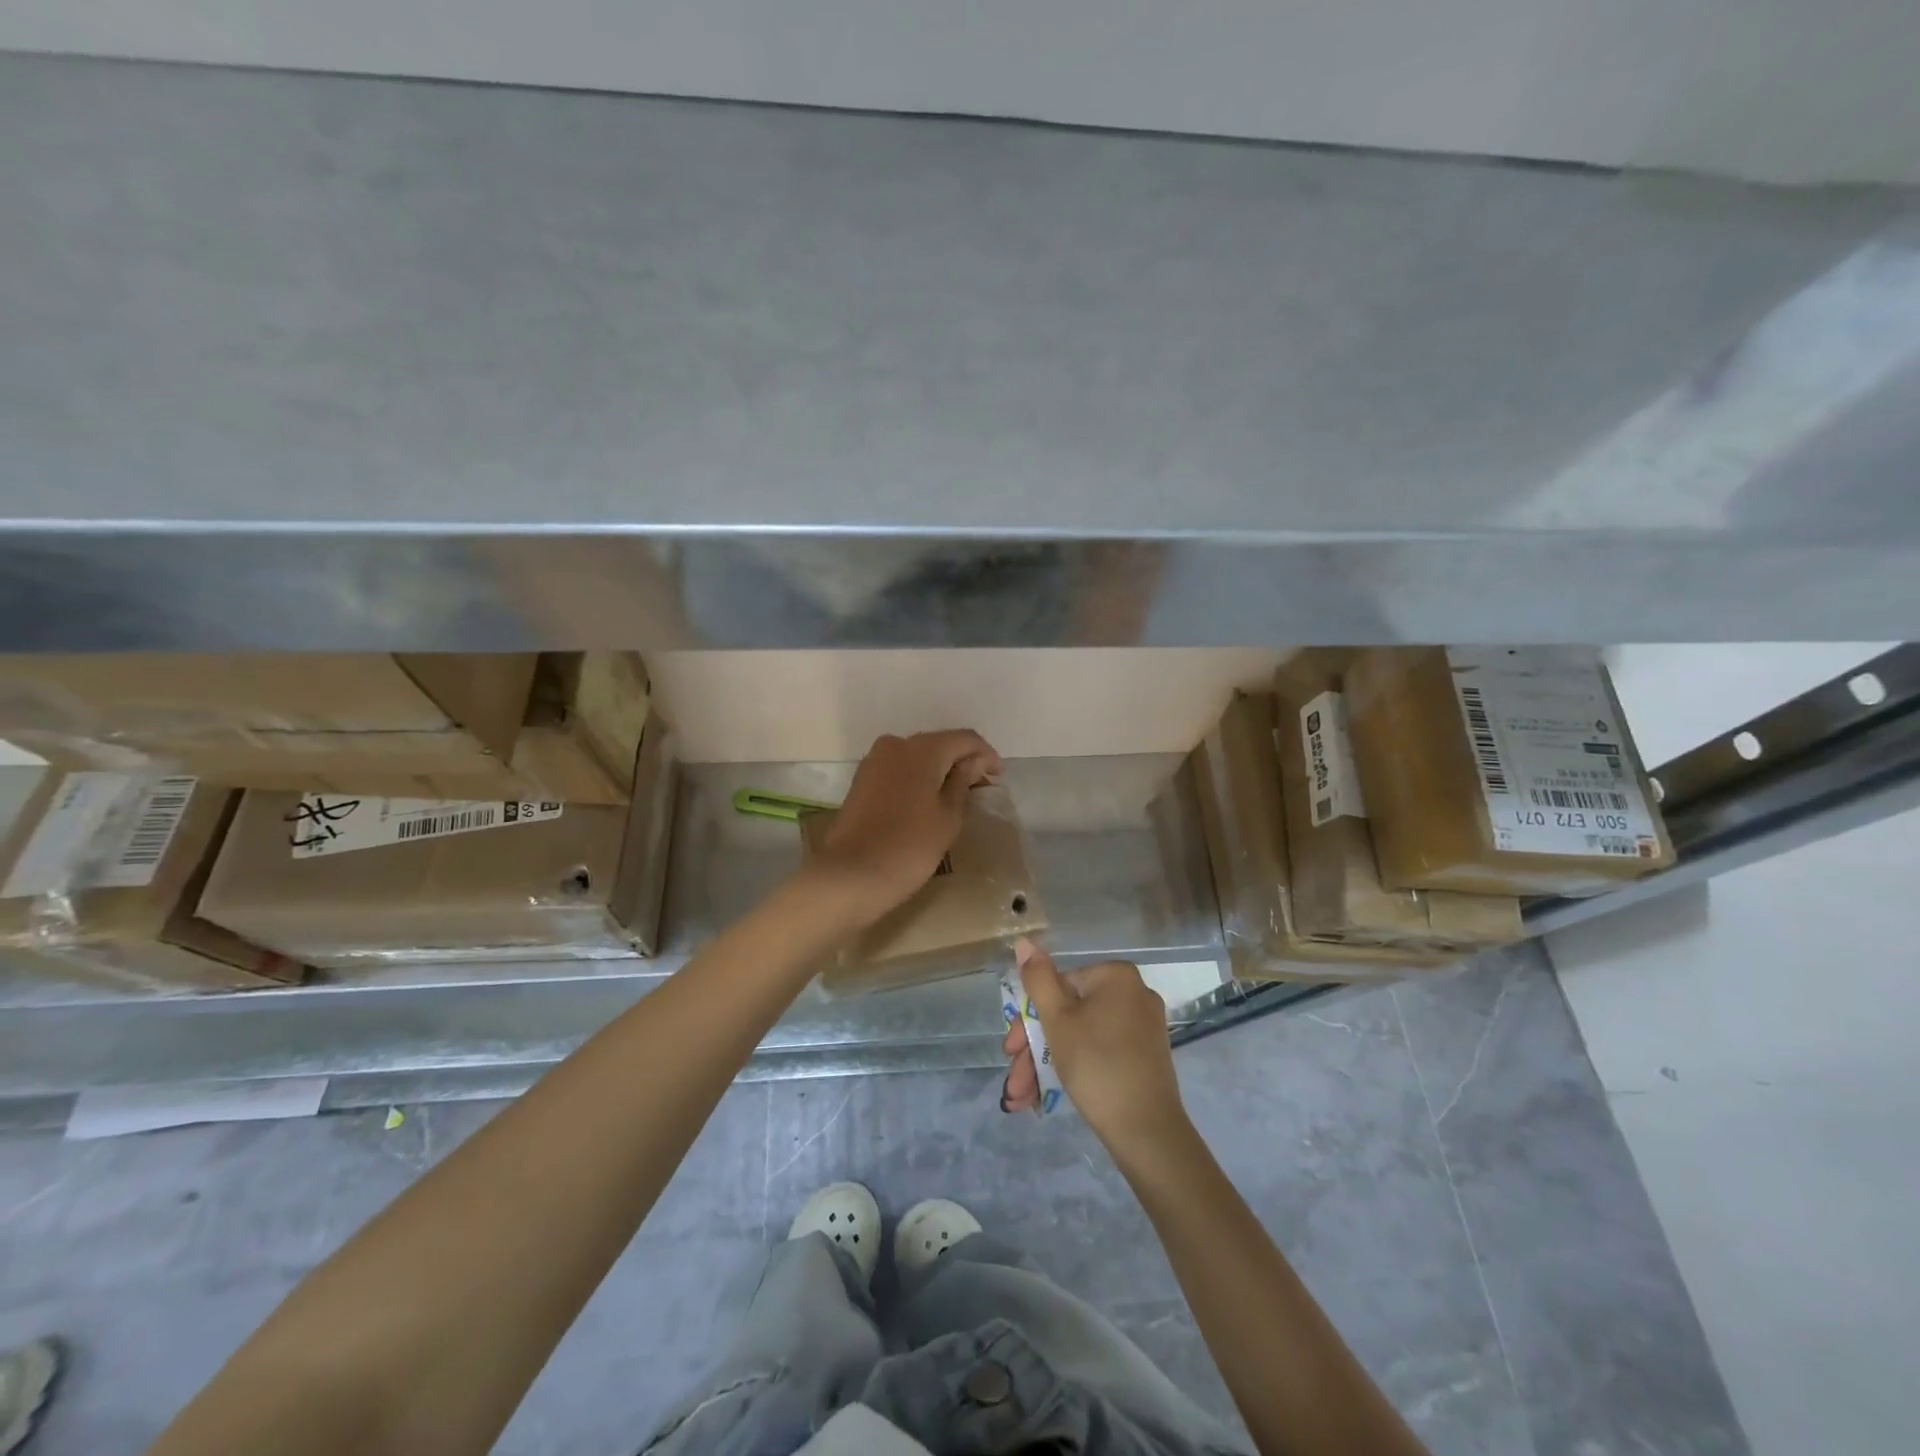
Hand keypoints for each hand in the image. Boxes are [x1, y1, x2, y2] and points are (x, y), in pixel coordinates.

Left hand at [805, 730, 1002, 924]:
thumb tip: (974, 762)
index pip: (964, 739)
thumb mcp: (948, 816)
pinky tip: (929, 799)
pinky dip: (918, 778)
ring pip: (917, 756)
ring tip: (957, 796)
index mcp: (922, 749)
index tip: (999, 778)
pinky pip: (899, 769)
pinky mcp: (862, 780)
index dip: (986, 755)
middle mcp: (896, 744)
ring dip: (939, 770)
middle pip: (939, 744)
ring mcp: (874, 761)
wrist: (851, 875)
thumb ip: (963, 782)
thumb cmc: (910, 846)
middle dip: (962, 761)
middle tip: (981, 787)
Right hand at [1001, 940, 1190, 1157]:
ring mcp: (1142, 1027)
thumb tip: (1025, 941)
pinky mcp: (1145, 1057)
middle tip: (1015, 1080)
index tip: (1011, 1050)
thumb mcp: (1058, 1020)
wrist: (1147, 1132)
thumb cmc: (1097, 1065)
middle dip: (1034, 1050)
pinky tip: (1044, 1099)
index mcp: (1116, 977)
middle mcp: (1134, 994)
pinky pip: (1100, 1053)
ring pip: (1081, 1037)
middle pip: (1068, 1014)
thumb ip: (1038, 980)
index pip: (1058, 986)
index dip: (1028, 1019)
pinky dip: (1073, 1070)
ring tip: (1020, 1101)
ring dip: (1045, 1065)